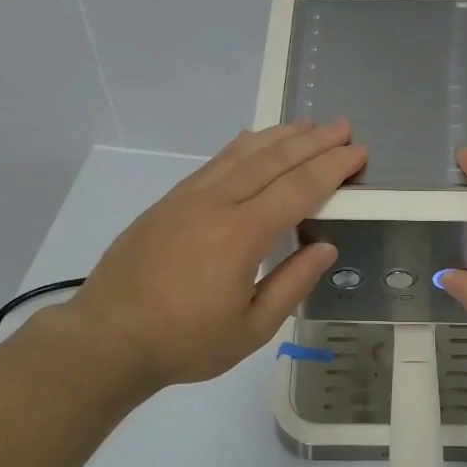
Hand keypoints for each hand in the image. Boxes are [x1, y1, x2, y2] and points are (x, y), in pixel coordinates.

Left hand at [56, 120, 364, 391]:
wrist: (108, 338)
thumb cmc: (185, 341)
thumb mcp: (251, 328)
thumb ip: (292, 284)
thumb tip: (326, 247)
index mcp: (242, 234)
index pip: (299, 189)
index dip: (332, 168)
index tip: (358, 152)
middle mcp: (217, 204)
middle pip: (274, 161)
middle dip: (313, 141)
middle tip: (343, 127)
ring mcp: (188, 198)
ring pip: (242, 153)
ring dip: (279, 136)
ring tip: (307, 124)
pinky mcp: (168, 201)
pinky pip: (214, 162)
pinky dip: (241, 146)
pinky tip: (252, 139)